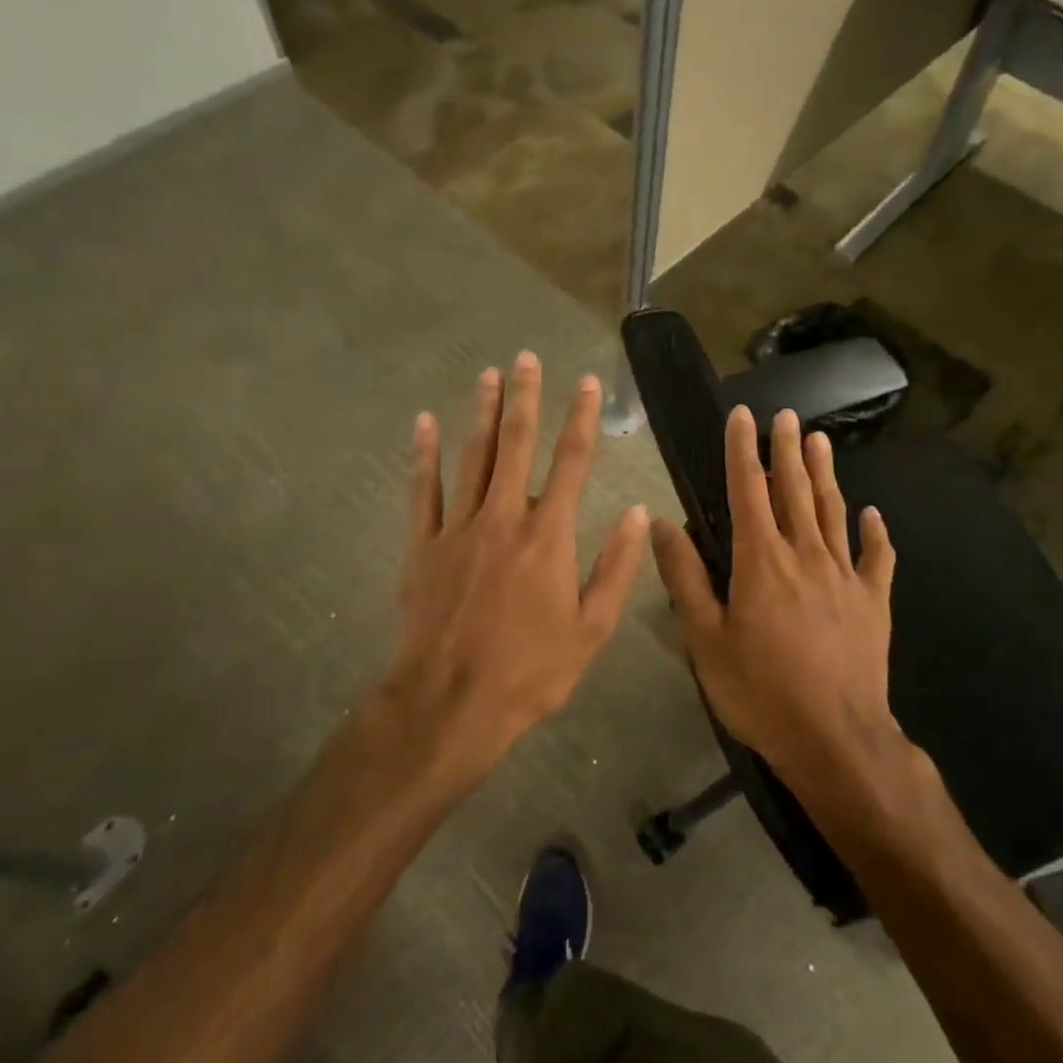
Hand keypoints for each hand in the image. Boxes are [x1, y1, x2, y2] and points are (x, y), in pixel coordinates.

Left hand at [384, 352, 648, 785]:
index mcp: (549, 536)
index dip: (582, 418)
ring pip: (471, 457)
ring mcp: (458, 528)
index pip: (572, 462)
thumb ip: (616, 567)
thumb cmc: (530, 671)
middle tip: (526, 358)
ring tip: (488, 375)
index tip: (587, 383)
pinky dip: (423, 455)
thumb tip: (639, 514)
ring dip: (481, 413)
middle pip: (516, 445)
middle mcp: (504, 517)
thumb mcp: (591, 629)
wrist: (450, 704)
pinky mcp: (423, 546)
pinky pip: (422, 490)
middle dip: (524, 398)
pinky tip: (424, 424)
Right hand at [650, 406, 898, 780]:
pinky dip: (876, 534)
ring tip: (821, 441)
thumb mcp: (705, 639)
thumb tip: (661, 523)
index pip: (748, 490)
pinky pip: (877, 559)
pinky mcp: (873, 603)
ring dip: (826, 474)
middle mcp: (805, 555)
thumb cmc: (760, 691)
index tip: (741, 416)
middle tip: (787, 415)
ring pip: (834, 512)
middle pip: (795, 490)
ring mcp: (845, 577)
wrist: (835, 740)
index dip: (741, 450)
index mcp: (761, 560)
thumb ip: (685, 578)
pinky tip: (874, 515)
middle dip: (787, 449)